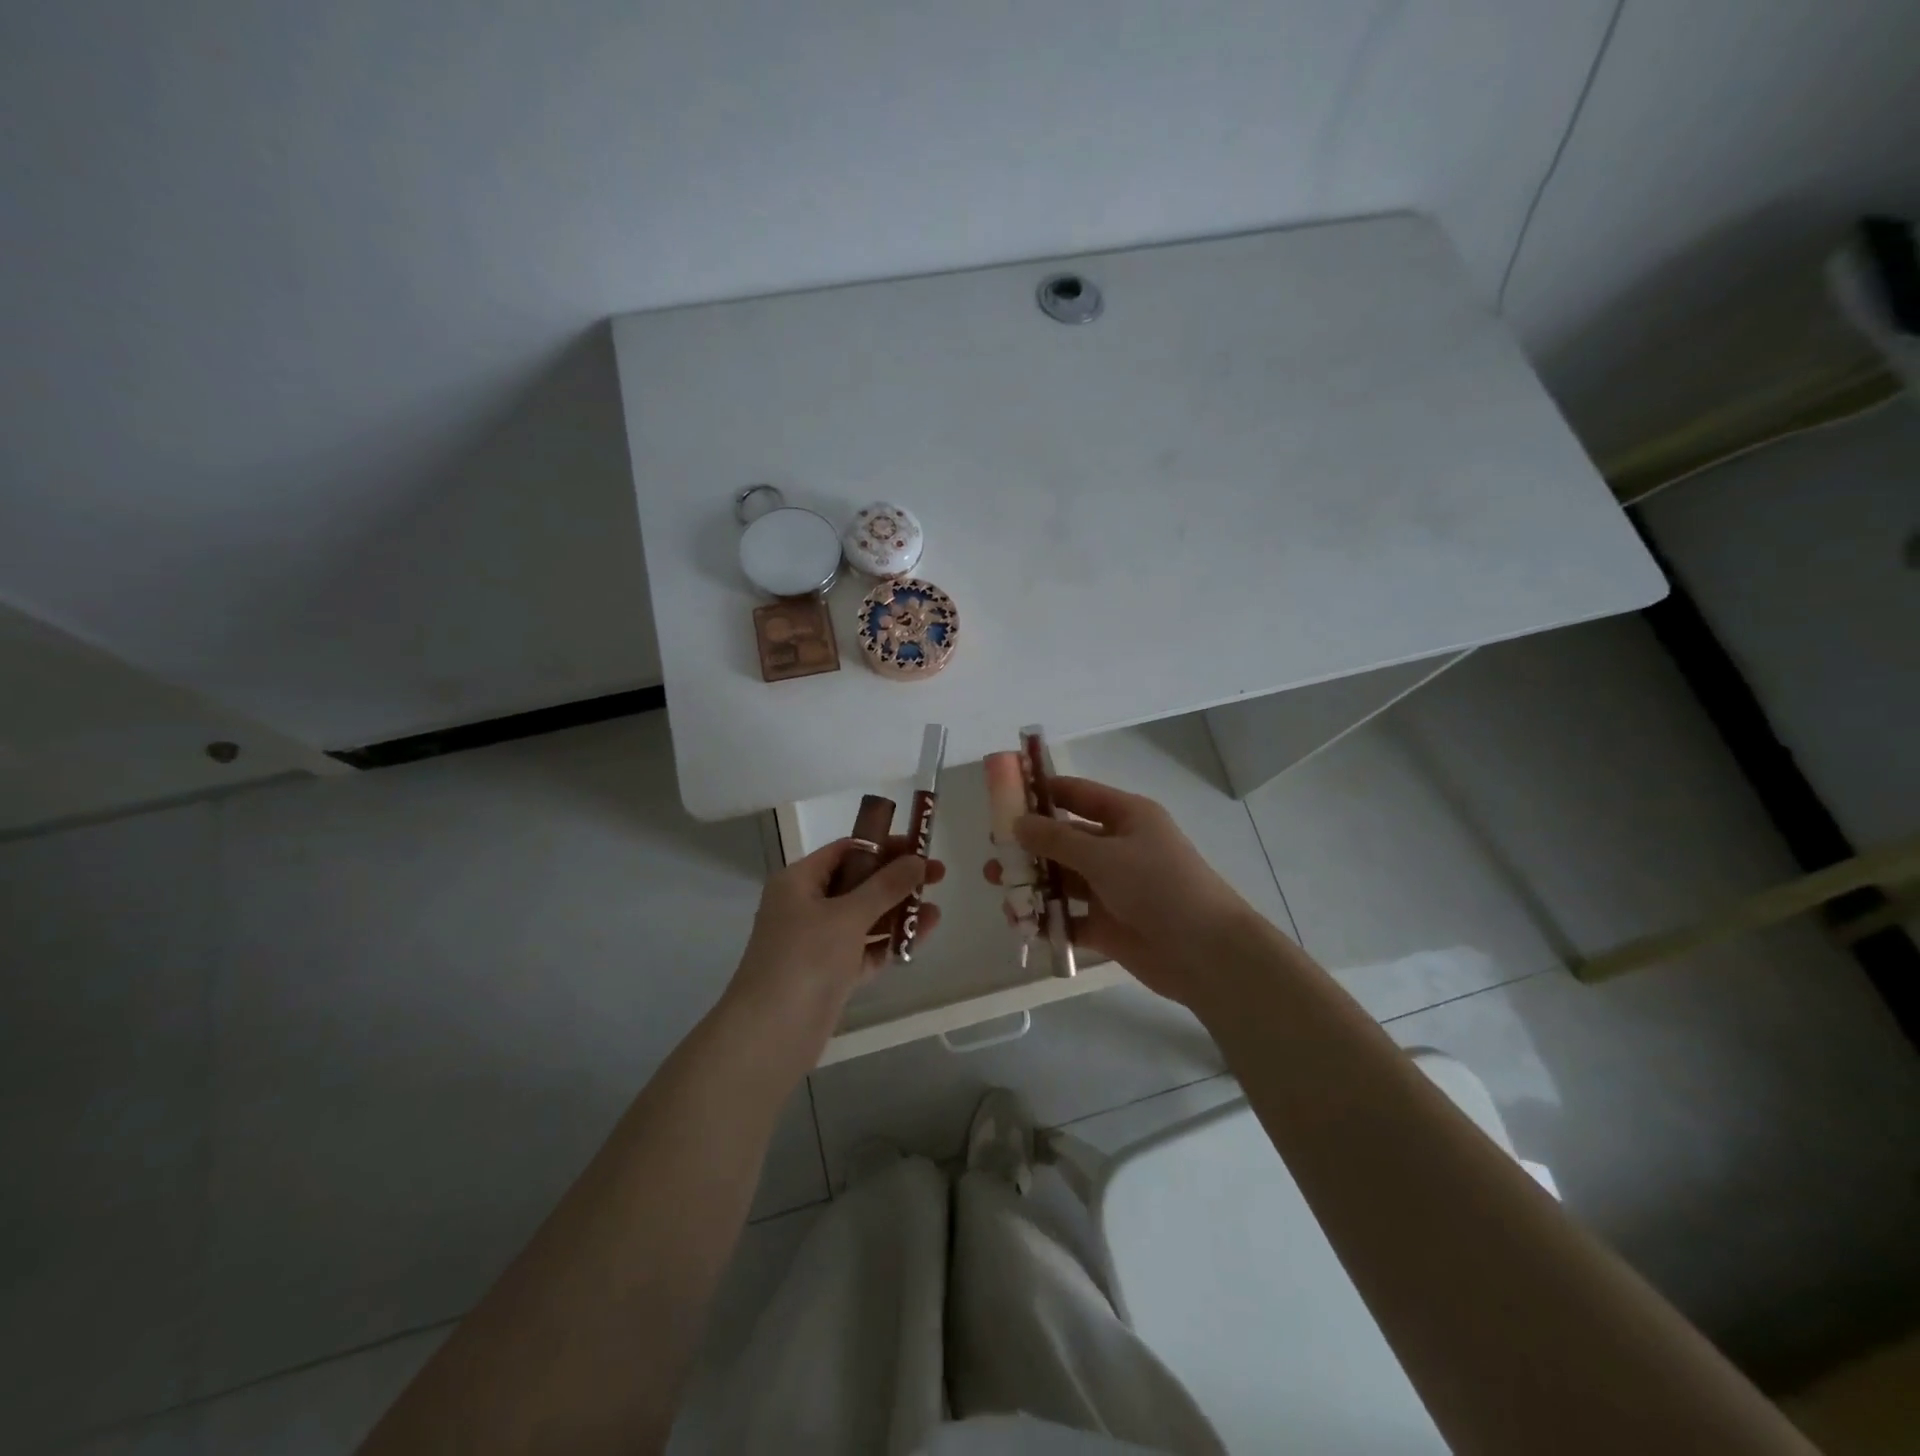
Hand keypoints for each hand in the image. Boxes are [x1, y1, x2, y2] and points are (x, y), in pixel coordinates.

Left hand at [727, 836, 944, 1032]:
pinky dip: (890, 942)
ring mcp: (817, 942)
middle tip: (939, 876)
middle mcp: (806, 906)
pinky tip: (922, 935)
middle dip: (897, 880)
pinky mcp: (830, 973)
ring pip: (864, 918)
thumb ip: (886, 886)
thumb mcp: (848, 915)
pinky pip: (865, 949)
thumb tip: (918, 860)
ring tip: (936, 910)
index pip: (845, 850)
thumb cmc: (805, 959)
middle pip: (858, 883)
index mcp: (799, 881)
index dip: (883, 846)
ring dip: (898, 912)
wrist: (771, 1034)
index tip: (919, 846)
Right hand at [985, 776, 1250, 1007]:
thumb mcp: (1105, 855)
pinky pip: (1069, 917)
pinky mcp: (1108, 925)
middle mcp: (1118, 848)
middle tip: (994, 850)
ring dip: (1032, 881)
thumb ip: (1057, 839)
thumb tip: (1018, 822)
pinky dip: (1046, 918)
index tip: (1004, 794)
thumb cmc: (1160, 886)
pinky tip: (1019, 922)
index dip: (1042, 792)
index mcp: (1126, 817)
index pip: (1077, 794)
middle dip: (1029, 843)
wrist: (1206, 953)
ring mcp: (1113, 888)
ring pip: (1063, 879)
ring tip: (998, 886)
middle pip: (1065, 839)